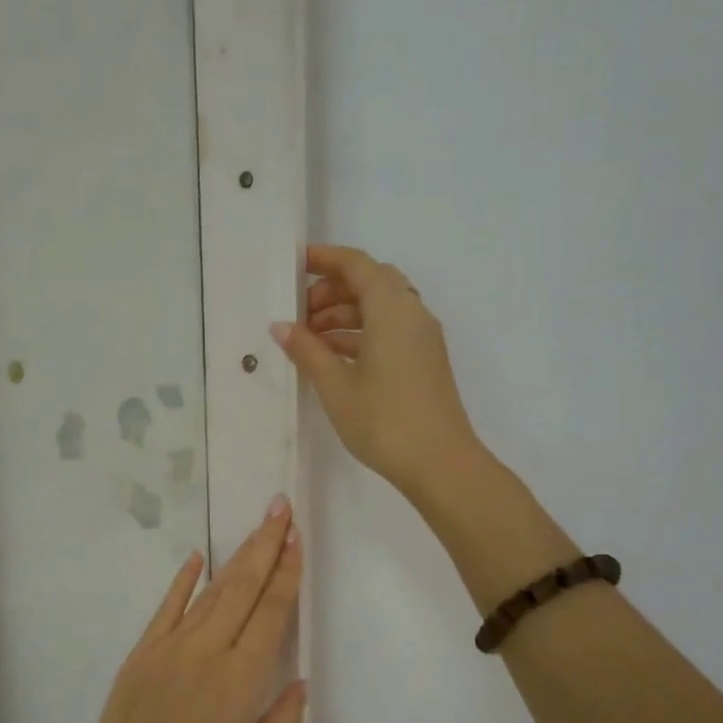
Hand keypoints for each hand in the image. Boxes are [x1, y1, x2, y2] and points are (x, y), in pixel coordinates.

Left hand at [74, 498, 306, 722]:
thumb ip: (281, 720)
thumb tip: (300, 680)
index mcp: (242, 677)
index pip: (272, 611)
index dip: (286, 572)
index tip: (296, 537)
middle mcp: (210, 649)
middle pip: (244, 587)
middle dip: (266, 545)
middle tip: (280, 508)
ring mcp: (173, 644)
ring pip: (211, 590)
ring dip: (237, 557)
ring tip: (256, 528)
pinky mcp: (144, 649)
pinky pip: (167, 606)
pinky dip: (183, 579)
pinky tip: (197, 556)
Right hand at [271, 244, 483, 497]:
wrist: (440, 463)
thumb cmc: (384, 420)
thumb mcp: (335, 386)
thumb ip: (307, 350)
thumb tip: (281, 326)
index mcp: (392, 309)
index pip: (356, 265)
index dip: (324, 259)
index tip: (294, 265)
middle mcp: (411, 313)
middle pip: (370, 282)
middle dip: (332, 290)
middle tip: (299, 313)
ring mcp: (421, 338)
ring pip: (379, 308)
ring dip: (344, 314)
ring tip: (308, 339)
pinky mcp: (423, 359)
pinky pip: (388, 329)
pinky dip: (360, 333)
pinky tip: (332, 356)